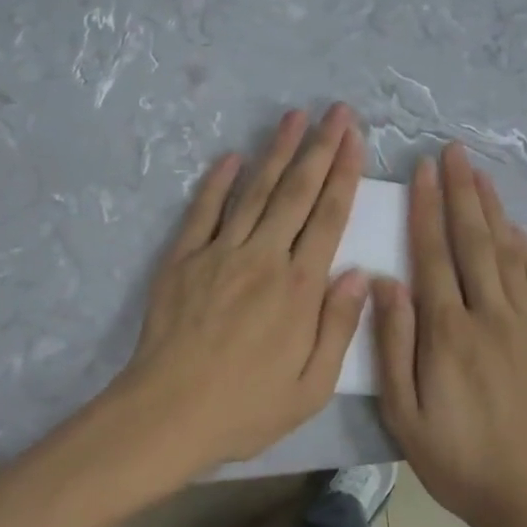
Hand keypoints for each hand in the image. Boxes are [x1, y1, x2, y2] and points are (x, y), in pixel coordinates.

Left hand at [118, 105, 368, 474]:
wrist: (167, 415)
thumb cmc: (246, 407)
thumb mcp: (312, 387)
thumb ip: (339, 326)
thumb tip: (359, 273)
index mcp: (300, 286)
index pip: (330, 215)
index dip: (344, 172)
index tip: (355, 138)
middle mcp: (264, 257)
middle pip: (298, 191)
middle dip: (320, 147)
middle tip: (336, 111)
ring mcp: (221, 252)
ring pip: (256, 191)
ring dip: (277, 151)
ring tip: (294, 117)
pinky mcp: (184, 258)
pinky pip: (204, 210)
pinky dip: (219, 181)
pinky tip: (232, 156)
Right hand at [377, 143, 526, 526]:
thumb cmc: (459, 460)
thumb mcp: (405, 414)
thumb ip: (394, 344)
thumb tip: (383, 281)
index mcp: (449, 332)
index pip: (433, 255)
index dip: (427, 208)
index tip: (423, 170)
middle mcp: (490, 315)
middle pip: (474, 240)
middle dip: (462, 191)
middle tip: (455, 151)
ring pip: (509, 252)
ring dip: (493, 209)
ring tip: (481, 173)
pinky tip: (517, 228)